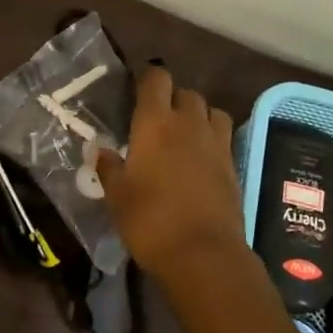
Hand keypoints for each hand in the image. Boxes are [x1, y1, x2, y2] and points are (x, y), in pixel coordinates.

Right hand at [97, 67, 244, 277]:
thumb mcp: (116, 195)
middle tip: (154, 119)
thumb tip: (99, 149)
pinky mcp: (233, 164)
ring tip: (182, 133)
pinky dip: (211, 137)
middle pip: (186, 92)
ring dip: (197, 114)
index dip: (146, 78)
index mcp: (155, 123)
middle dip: (171, 98)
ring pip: (210, 110)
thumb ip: (108, 166)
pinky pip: (223, 135)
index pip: (156, 79)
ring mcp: (215, 143)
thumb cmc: (149, 220)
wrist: (203, 254)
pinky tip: (199, 156)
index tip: (134, 90)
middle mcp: (188, 123)